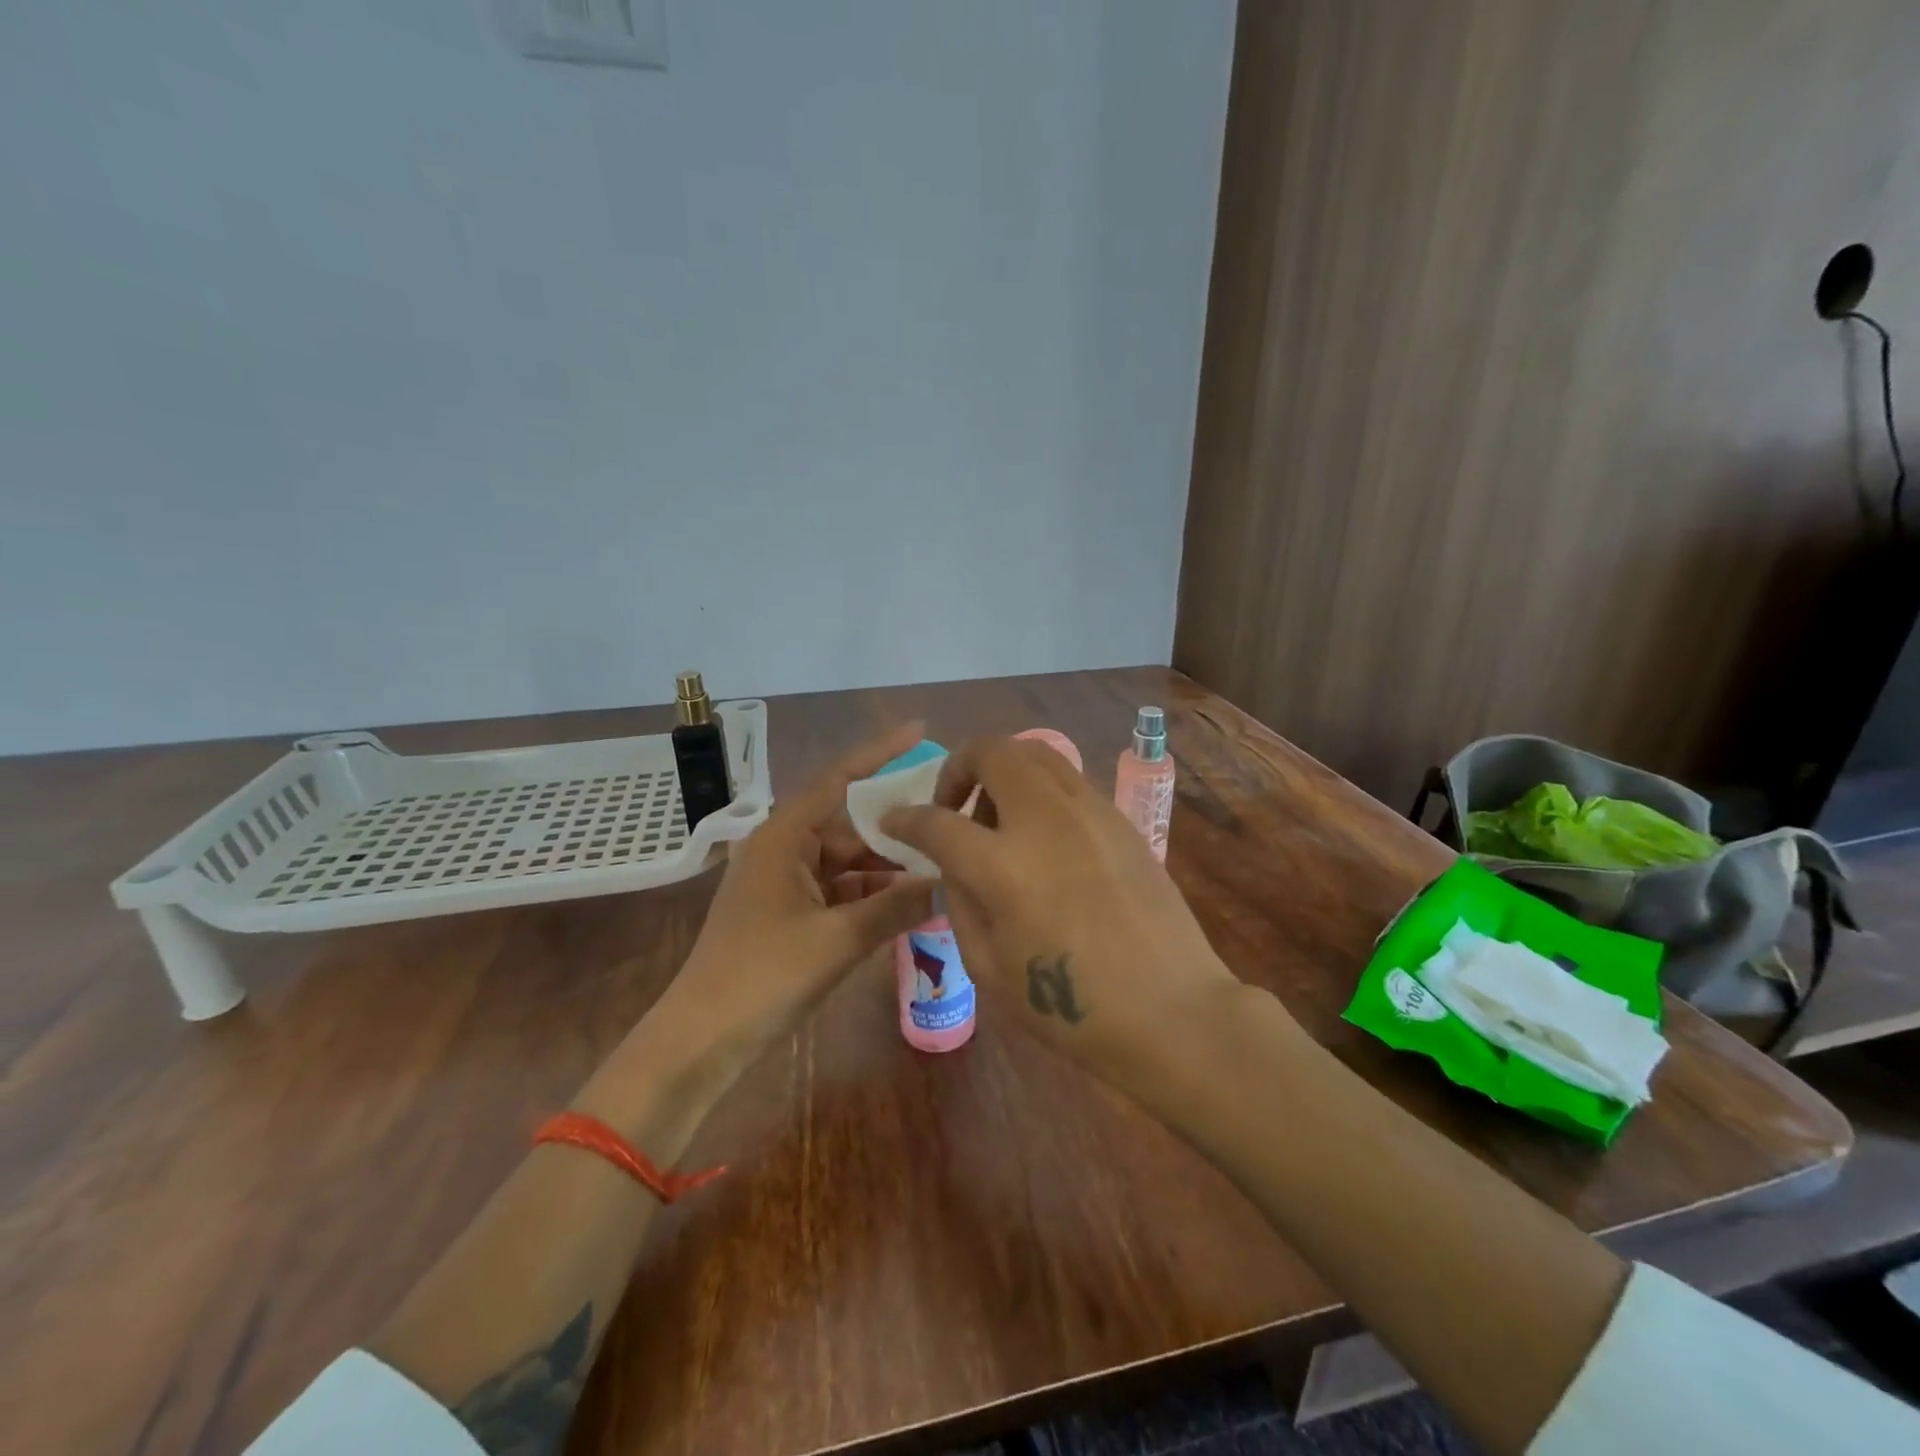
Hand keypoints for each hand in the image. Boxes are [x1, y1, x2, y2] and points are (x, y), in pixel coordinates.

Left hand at [638, 723, 938, 1069]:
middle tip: (950, 827)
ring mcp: (785, 881)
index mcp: (784, 836)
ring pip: (848, 862)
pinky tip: (910, 904)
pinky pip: (838, 891)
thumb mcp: (838, 940)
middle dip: (897, 832)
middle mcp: (783, 848)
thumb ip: (896, 907)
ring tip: (942, 869)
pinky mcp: (788, 912)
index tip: (920, 730)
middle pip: (851, 826)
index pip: (839, 779)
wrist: (702, 1038)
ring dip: (887, 870)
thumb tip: (950, 883)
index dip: (881, 752)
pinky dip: (870, 896)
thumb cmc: (764, 976)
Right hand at [881, 736, 1244, 1085]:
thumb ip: (961, 902)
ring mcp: (1089, 812)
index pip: (936, 820)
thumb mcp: (989, 968)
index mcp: (1003, 866)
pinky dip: (1040, 791)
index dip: (905, 818)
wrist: (1171, 1010)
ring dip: (1003, 772)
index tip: (893, 821)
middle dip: (958, 766)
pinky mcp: (1120, 819)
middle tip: (954, 806)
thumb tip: (955, 865)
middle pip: (992, 751)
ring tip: (1000, 819)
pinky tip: (1045, 838)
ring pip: (1036, 753)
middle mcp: (1044, 820)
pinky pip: (1068, 781)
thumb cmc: (1072, 1008)